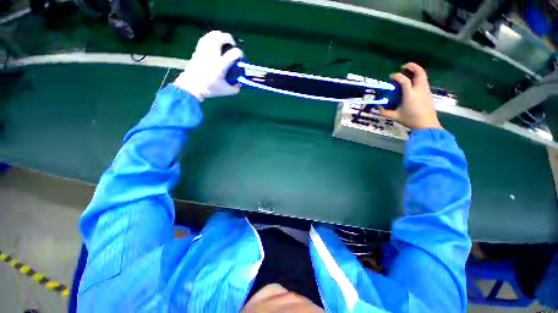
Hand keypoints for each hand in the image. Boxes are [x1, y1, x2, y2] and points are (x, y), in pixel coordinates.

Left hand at [173, 31, 243, 100]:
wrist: (191, 87)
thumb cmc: (210, 89)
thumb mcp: (226, 91)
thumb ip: (236, 88)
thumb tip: (239, 83)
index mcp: (220, 65)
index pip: (234, 53)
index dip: (240, 53)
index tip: (240, 57)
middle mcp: (212, 55)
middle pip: (221, 37)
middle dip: (229, 39)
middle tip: (232, 45)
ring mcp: (204, 51)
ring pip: (212, 35)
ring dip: (220, 36)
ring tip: (223, 43)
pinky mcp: (198, 50)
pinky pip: (206, 38)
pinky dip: (211, 38)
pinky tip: (214, 44)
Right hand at [378, 63, 441, 129]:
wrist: (427, 124)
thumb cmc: (410, 120)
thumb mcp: (394, 117)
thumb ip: (384, 111)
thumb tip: (377, 105)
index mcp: (410, 95)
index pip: (404, 80)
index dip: (397, 76)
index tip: (391, 77)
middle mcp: (419, 89)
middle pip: (419, 72)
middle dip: (412, 66)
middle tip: (404, 66)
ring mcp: (425, 90)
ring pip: (423, 75)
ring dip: (416, 71)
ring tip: (408, 72)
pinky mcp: (428, 92)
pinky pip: (424, 80)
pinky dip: (418, 77)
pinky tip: (412, 82)